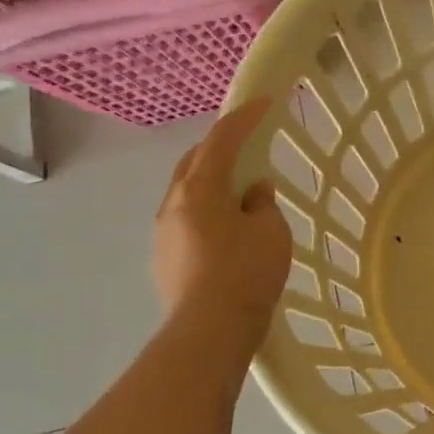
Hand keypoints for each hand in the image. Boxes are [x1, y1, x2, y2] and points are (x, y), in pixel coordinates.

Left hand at [153, 97, 290, 334]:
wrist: (209, 331)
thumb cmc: (245, 271)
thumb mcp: (270, 230)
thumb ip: (261, 204)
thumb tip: (252, 193)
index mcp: (199, 189)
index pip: (221, 140)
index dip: (243, 118)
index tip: (262, 102)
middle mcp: (173, 204)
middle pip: (194, 162)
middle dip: (219, 147)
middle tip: (246, 141)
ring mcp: (163, 233)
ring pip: (187, 193)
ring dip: (212, 181)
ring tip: (239, 188)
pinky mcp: (165, 259)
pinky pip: (187, 219)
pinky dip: (208, 209)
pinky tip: (227, 226)